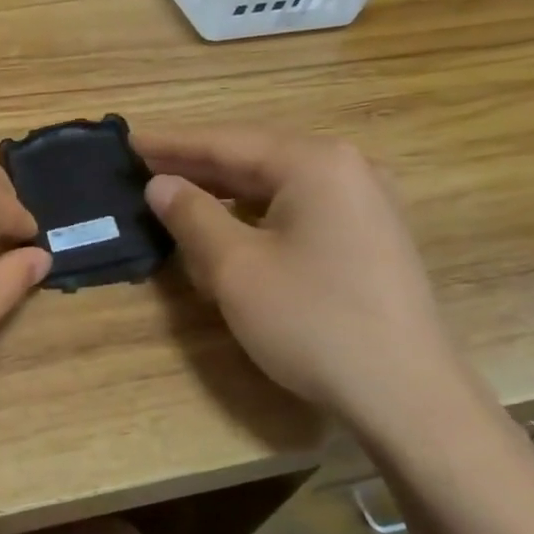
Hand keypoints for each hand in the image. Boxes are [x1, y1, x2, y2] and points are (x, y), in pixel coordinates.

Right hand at [136, 124, 464, 427]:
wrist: (406, 393)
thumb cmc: (312, 322)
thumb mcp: (235, 268)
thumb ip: (192, 216)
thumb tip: (160, 184)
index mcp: (315, 163)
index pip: (227, 142)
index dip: (172, 144)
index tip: (128, 141)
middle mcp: (347, 168)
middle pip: (255, 157)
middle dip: (197, 164)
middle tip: (143, 165)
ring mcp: (366, 202)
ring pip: (278, 184)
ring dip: (226, 190)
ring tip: (177, 192)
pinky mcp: (370, 236)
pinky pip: (300, 208)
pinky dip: (256, 213)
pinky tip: (229, 225)